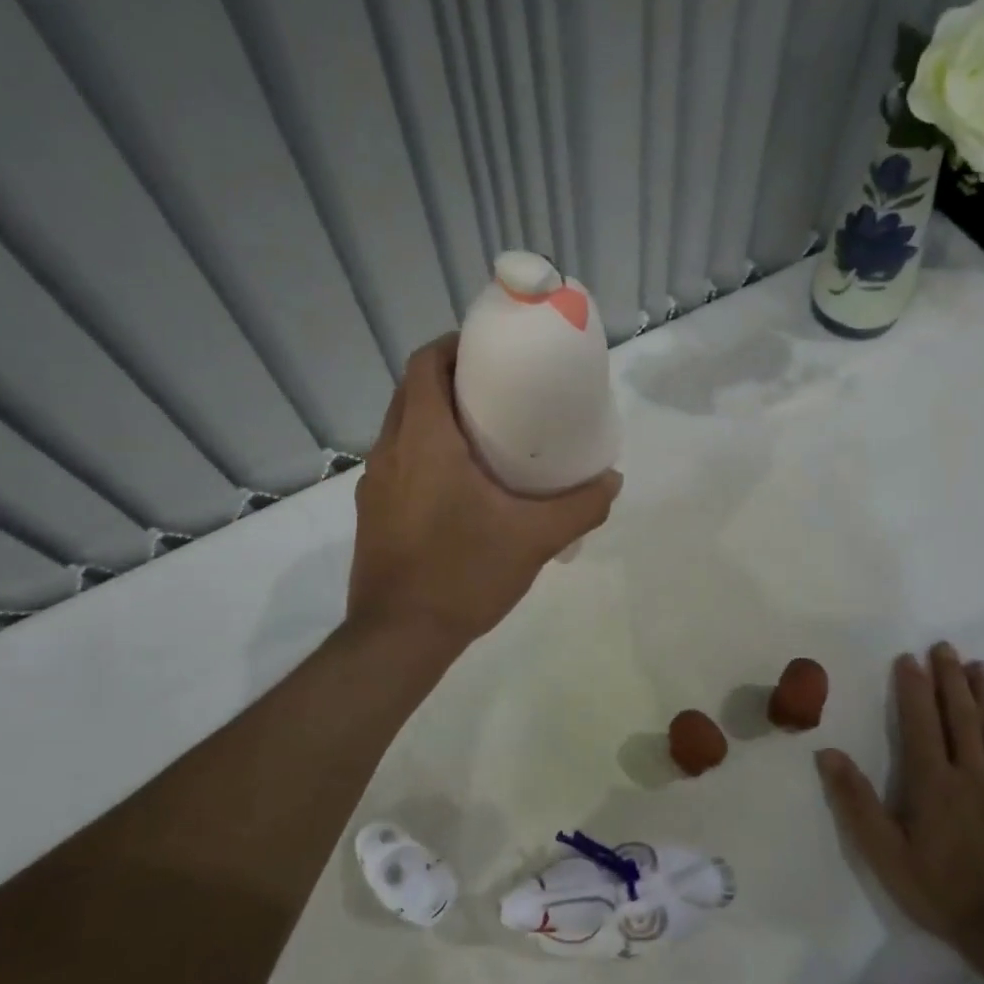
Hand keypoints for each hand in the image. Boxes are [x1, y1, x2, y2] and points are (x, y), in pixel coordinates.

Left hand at [348, 334, 621, 646]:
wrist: (398, 637)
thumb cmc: (463, 574)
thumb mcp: (534, 539)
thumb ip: (580, 506)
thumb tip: (612, 480)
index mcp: (424, 439)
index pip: (425, 363)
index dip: (454, 345)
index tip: (490, 351)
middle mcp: (390, 449)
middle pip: (413, 389)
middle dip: (451, 378)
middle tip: (498, 391)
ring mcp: (374, 482)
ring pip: (402, 425)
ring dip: (435, 415)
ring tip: (483, 433)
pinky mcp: (372, 510)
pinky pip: (398, 459)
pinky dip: (424, 450)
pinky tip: (459, 483)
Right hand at [816, 643, 983, 949]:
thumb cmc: (939, 890)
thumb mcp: (884, 853)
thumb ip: (856, 802)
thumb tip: (828, 754)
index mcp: (932, 782)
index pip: (920, 723)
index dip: (913, 688)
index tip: (909, 658)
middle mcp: (969, 775)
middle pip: (959, 717)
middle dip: (949, 679)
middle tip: (945, 647)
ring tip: (978, 665)